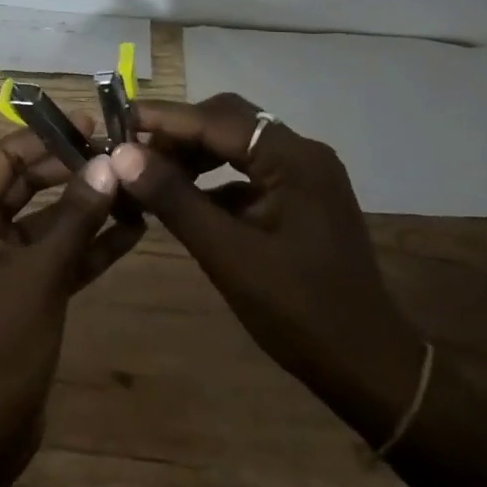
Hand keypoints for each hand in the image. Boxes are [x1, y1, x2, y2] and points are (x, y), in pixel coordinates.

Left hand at [0, 126, 130, 480]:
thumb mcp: (40, 274)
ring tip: (136, 188)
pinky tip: (132, 231)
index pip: (4, 157)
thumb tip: (108, 164)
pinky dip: (87, 245)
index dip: (48, 139)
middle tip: (122, 156)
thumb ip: (76, 217)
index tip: (93, 125)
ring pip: (46, 220)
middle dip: (73, 172)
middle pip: (26, 184)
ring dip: (87, 209)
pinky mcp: (20, 289)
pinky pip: (54, 254)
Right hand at [108, 94, 427, 440]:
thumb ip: (175, 199)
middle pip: (228, 121)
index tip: (117, 120)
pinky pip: (247, 173)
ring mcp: (304, 177)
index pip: (216, 119)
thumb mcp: (228, 255)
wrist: (368, 367)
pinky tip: (183, 201)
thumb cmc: (299, 311)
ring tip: (150, 175)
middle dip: (178, 133)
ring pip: (236, 145)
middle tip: (131, 152)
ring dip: (193, 155)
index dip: (164, 119)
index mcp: (293, 159)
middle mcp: (302, 154)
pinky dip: (212, 180)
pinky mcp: (300, 200)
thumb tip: (122, 155)